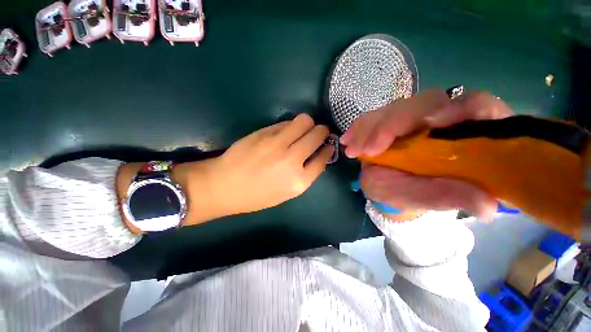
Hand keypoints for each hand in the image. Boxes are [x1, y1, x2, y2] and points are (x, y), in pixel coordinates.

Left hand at [208, 113, 333, 215]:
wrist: (223, 186)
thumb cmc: (256, 196)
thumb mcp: (286, 193)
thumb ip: (305, 174)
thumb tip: (317, 154)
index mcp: (299, 181)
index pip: (323, 158)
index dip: (327, 149)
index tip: (327, 145)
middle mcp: (292, 160)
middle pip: (318, 134)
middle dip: (322, 132)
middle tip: (318, 133)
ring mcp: (277, 143)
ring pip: (304, 121)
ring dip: (308, 124)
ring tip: (303, 130)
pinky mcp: (264, 133)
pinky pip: (286, 122)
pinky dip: (291, 125)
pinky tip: (286, 132)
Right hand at [341, 89, 512, 219]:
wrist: (395, 187)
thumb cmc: (416, 193)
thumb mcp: (431, 198)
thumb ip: (452, 196)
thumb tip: (486, 206)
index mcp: (464, 133)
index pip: (475, 105)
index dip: (459, 108)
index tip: (430, 124)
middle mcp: (439, 118)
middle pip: (424, 103)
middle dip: (394, 124)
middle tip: (369, 149)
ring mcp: (410, 118)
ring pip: (394, 109)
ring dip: (370, 127)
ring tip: (353, 148)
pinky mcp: (389, 121)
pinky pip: (373, 117)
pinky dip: (360, 127)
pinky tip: (348, 139)